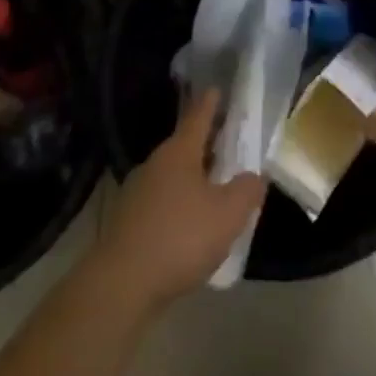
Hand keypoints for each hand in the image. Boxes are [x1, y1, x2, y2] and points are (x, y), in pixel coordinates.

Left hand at [98, 88, 264, 310]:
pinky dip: (179, 204)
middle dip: (206, 144)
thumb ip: (247, 190)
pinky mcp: (128, 223)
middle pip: (185, 146)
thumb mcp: (228, 214)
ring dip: (193, 177)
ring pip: (173, 175)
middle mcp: (155, 164)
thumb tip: (255, 175)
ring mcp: (137, 193)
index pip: (198, 117)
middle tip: (227, 142)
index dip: (210, 103)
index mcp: (179, 152)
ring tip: (215, 187)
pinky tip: (191, 225)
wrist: (120, 286)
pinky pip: (162, 202)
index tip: (216, 89)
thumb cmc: (179, 238)